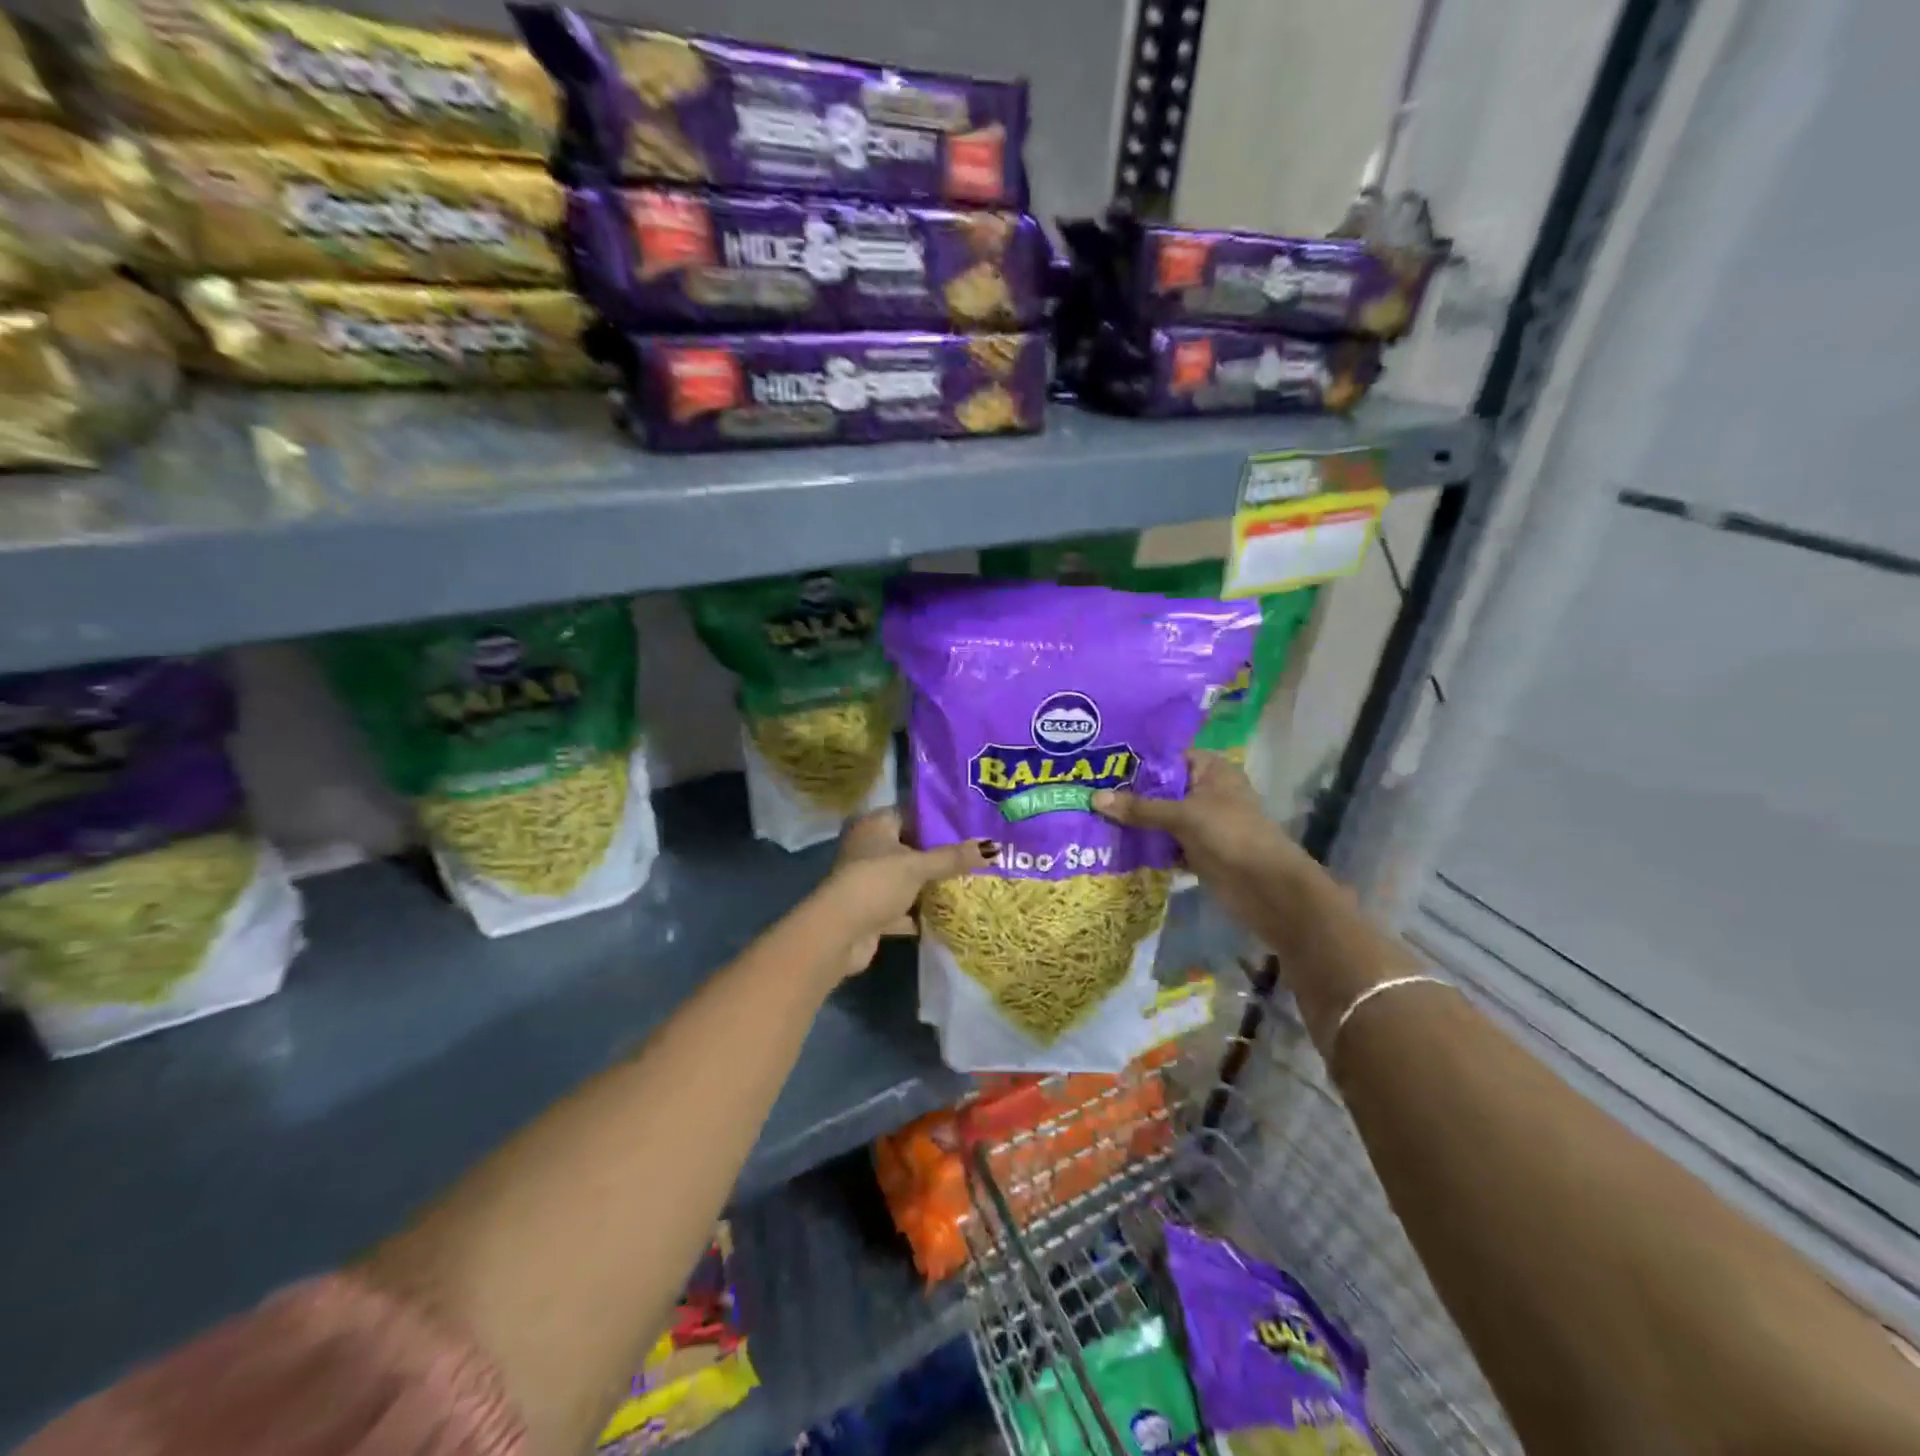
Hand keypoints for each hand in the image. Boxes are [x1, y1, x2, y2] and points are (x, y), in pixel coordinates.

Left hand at [818, 810, 992, 978]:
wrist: (839, 933)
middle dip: (940, 855)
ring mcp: (870, 881)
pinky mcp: (873, 911)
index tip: (970, 824)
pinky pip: (904, 907)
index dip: (939, 819)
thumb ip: (953, 857)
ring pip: (908, 879)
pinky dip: (922, 912)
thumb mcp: (918, 866)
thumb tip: (994, 847)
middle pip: (911, 847)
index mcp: (875, 826)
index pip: (911, 813)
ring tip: (971, 882)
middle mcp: (870, 849)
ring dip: (932, 885)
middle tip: (977, 854)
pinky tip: (951, 914)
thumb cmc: (876, 883)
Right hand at [1092, 751, 1308, 918]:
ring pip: (1159, 817)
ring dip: (1134, 821)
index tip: (1097, 765)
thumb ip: (1140, 808)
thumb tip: (1094, 798)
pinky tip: (1112, 844)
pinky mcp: (1196, 850)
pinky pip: (1163, 842)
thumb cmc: (1231, 835)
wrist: (1267, 889)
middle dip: (1128, 794)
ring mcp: (1201, 822)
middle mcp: (1205, 791)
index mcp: (1210, 770)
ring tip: (1091, 817)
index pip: (1166, 757)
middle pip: (1160, 788)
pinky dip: (1145, 844)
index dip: (1134, 762)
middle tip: (1085, 792)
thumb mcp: (1184, 816)